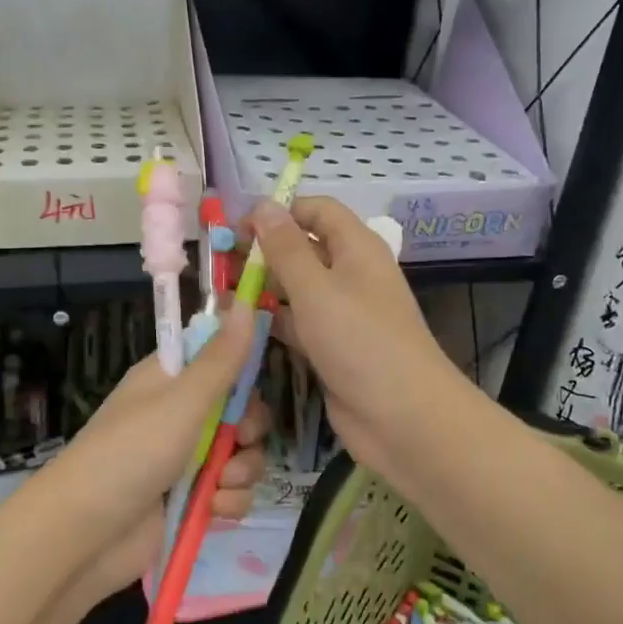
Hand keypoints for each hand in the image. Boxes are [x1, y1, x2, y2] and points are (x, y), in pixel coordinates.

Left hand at [40, 302, 271, 602]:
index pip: (218, 357)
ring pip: (241, 454)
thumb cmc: (131, 453)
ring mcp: (186, 459)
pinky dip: (228, 503)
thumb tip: (247, 302)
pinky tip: (211, 512)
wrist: (85, 535)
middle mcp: (180, 414)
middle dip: (249, 429)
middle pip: (240, 410)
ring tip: (217, 486)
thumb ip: (221, 359)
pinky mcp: (191, 500)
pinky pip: (230, 492)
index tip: (252, 384)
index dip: (242, 369)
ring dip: (241, 472)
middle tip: (240, 439)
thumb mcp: (181, 401)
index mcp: (171, 380)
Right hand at [248, 197, 475, 494]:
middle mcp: (350, 275)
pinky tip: (237, 327)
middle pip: (303, 249)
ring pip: (296, 289)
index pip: (317, 211)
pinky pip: (297, 324)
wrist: (403, 419)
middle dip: (263, 252)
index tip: (238, 228)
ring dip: (262, 289)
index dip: (279, 212)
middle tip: (219, 264)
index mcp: (356, 248)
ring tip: (219, 294)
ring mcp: (341, 314)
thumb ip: (286, 248)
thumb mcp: (316, 289)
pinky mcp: (331, 348)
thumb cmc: (360, 342)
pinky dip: (271, 322)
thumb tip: (263, 204)